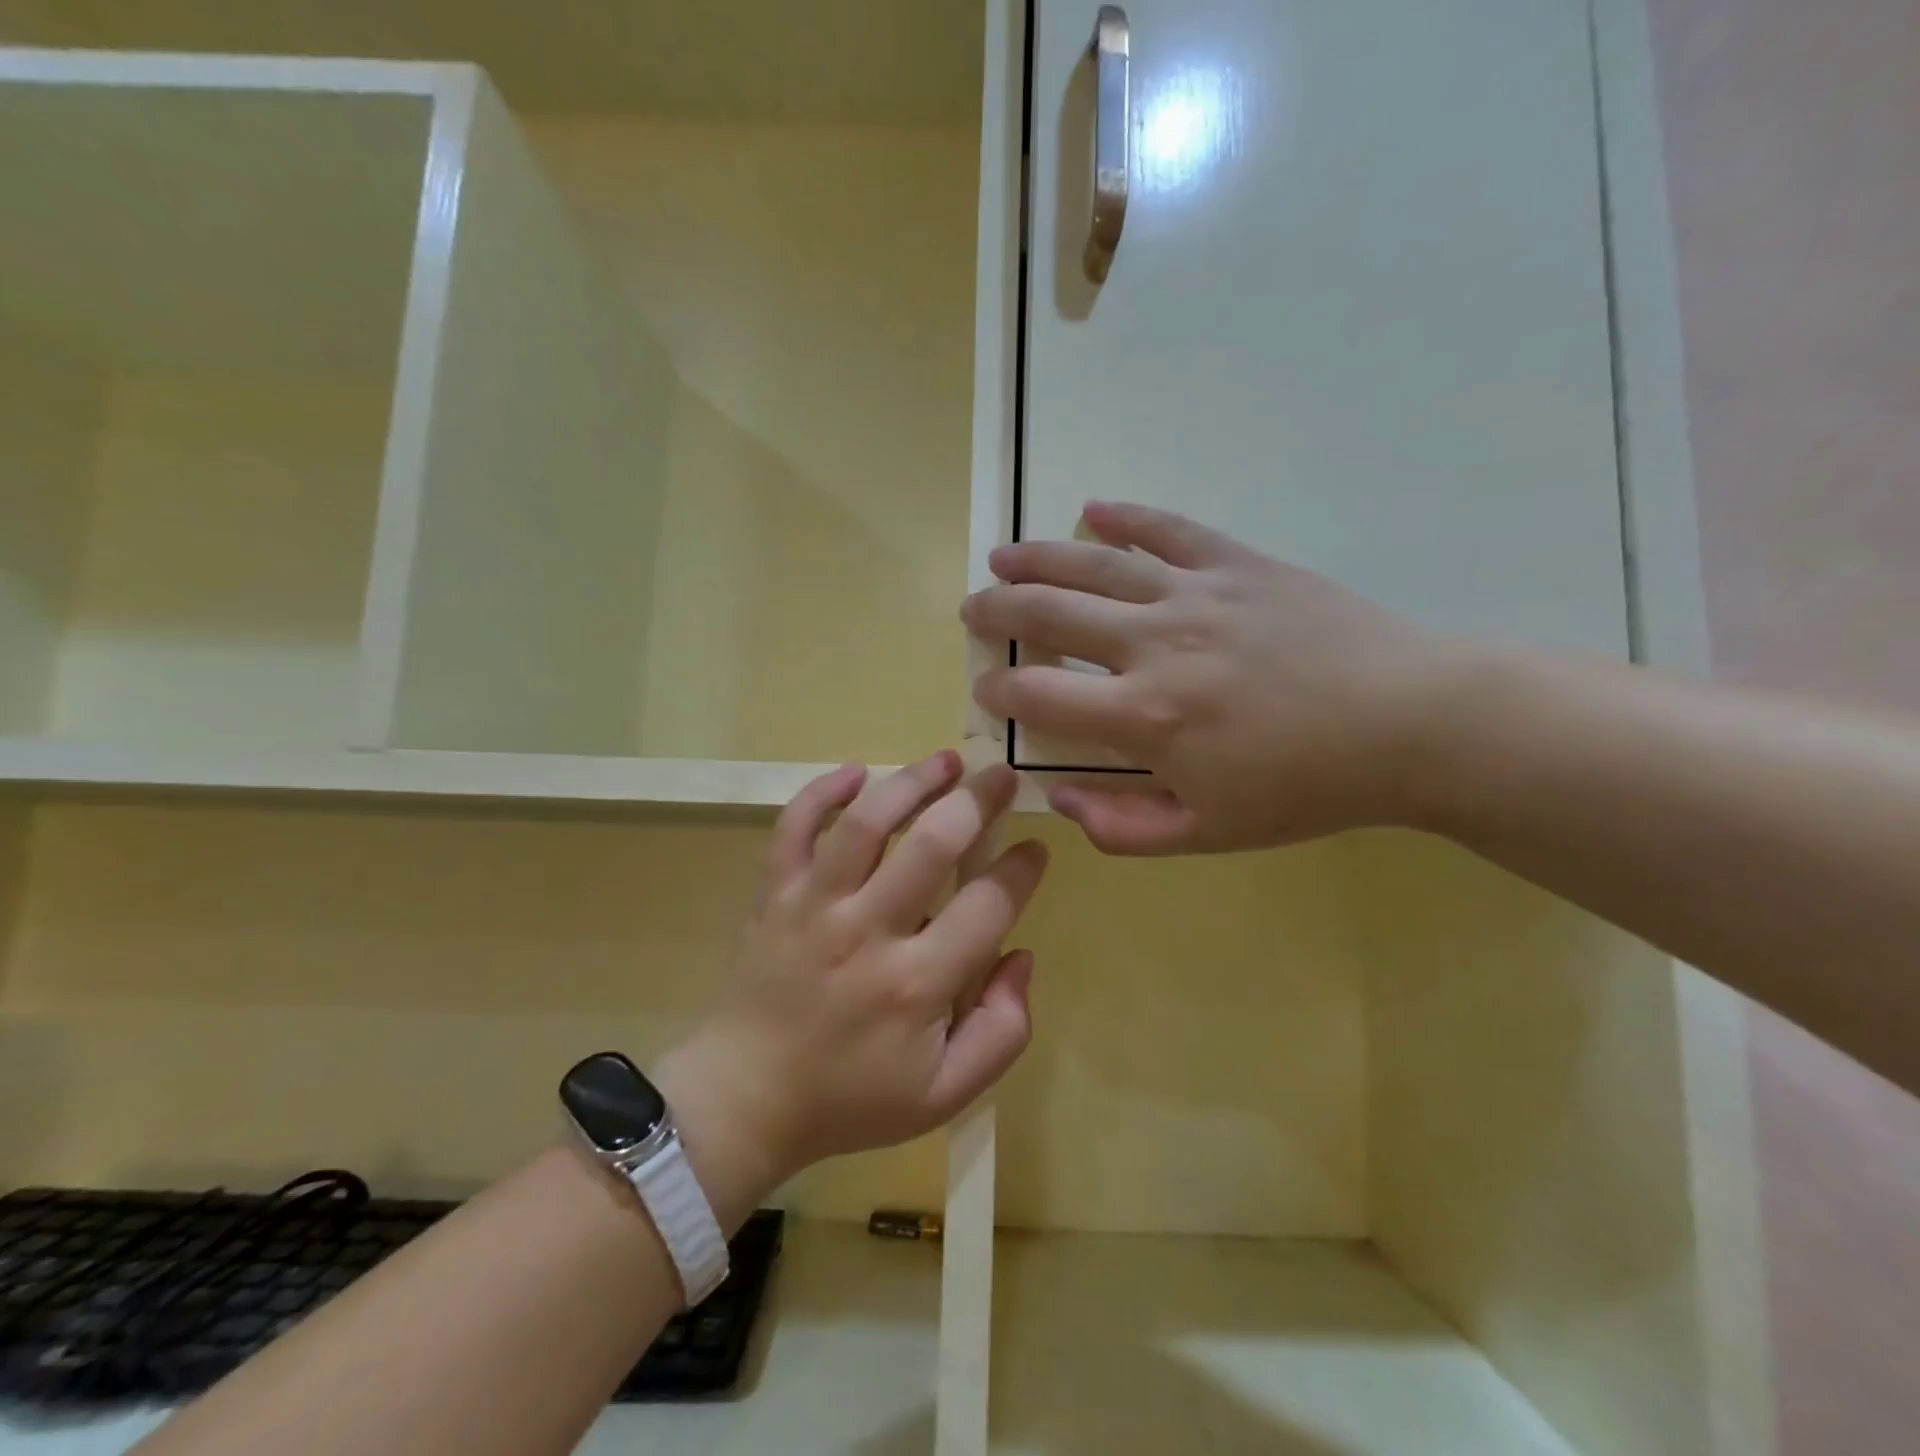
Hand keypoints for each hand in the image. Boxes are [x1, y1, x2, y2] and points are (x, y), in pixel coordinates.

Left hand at [660, 753, 1047, 1195]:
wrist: (746, 1099)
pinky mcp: (773, 894)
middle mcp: (866, 932)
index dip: (1021, 868)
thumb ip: (1002, 1031)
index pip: (988, 906)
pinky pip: (794, 827)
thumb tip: (1021, 955)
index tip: (1035, 849)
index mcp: (916, 985)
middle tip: (1002, 777)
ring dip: (911, 782)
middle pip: (932, 846)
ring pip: (866, 823)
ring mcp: (813, 906)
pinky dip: (823, 792)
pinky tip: (857, 772)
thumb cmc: (852, 1098)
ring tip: (945, 759)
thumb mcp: (946, 1094)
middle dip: (977, 802)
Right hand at [962, 501, 1461, 853]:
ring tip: (1002, 555)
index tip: (985, 686)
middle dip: (999, 610)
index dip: (999, 688)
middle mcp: (1156, 643)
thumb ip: (1122, 826)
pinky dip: (1127, 517)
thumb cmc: (1306, 788)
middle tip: (972, 609)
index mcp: (1145, 716)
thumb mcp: (1209, 834)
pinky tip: (1094, 509)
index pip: (1040, 693)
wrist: (1410, 724)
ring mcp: (1197, 594)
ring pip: (1097, 564)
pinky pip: (1170, 530)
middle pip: (1051, 614)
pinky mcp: (1238, 563)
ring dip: (1040, 557)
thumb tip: (1057, 798)